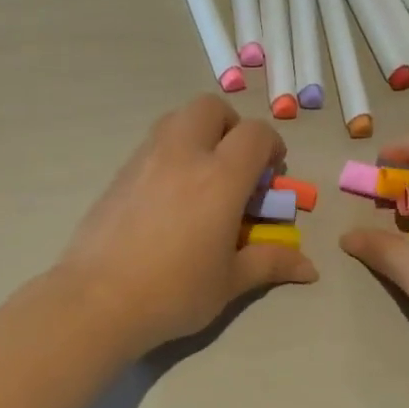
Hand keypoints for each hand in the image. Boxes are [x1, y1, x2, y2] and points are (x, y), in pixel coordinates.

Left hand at [59, 95, 318, 353]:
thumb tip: (310, 268)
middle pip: (210, 107)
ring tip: (201, 177)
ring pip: (175, 119)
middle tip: (234, 164)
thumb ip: (270, 263)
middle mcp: (182, 155)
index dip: (271, 146)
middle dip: (230, 126)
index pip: (255, 134)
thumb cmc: (174, 292)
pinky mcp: (118, 174)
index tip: (271, 175)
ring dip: (197, 134)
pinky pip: (151, 145)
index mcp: (220, 178)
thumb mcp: (229, 282)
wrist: (98, 300)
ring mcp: (145, 160)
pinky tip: (168, 197)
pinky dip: (169, 153)